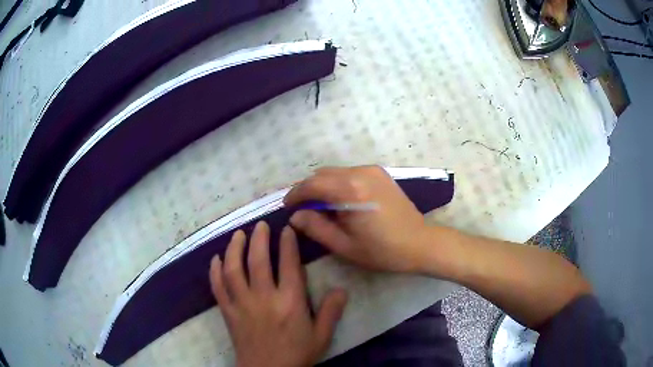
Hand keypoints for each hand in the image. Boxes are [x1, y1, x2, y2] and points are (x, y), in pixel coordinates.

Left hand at [209, 222, 347, 366]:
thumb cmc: (297, 355)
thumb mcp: (321, 336)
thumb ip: (331, 312)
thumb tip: (342, 289)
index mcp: (290, 302)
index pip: (288, 265)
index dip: (287, 244)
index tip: (286, 229)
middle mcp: (263, 298)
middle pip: (258, 261)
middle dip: (258, 239)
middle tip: (259, 225)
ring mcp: (242, 304)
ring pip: (234, 269)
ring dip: (234, 249)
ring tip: (237, 234)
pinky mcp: (228, 312)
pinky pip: (217, 288)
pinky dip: (214, 271)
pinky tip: (215, 259)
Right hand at [284, 166, 429, 272]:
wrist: (419, 243)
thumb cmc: (381, 250)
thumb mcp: (344, 245)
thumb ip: (316, 228)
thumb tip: (296, 216)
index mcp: (350, 191)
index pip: (312, 185)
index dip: (295, 194)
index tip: (288, 207)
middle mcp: (360, 173)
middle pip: (322, 174)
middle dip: (308, 189)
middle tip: (303, 209)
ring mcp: (372, 170)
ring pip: (335, 172)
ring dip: (323, 186)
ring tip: (322, 207)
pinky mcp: (380, 173)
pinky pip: (349, 173)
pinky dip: (338, 183)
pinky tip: (341, 201)